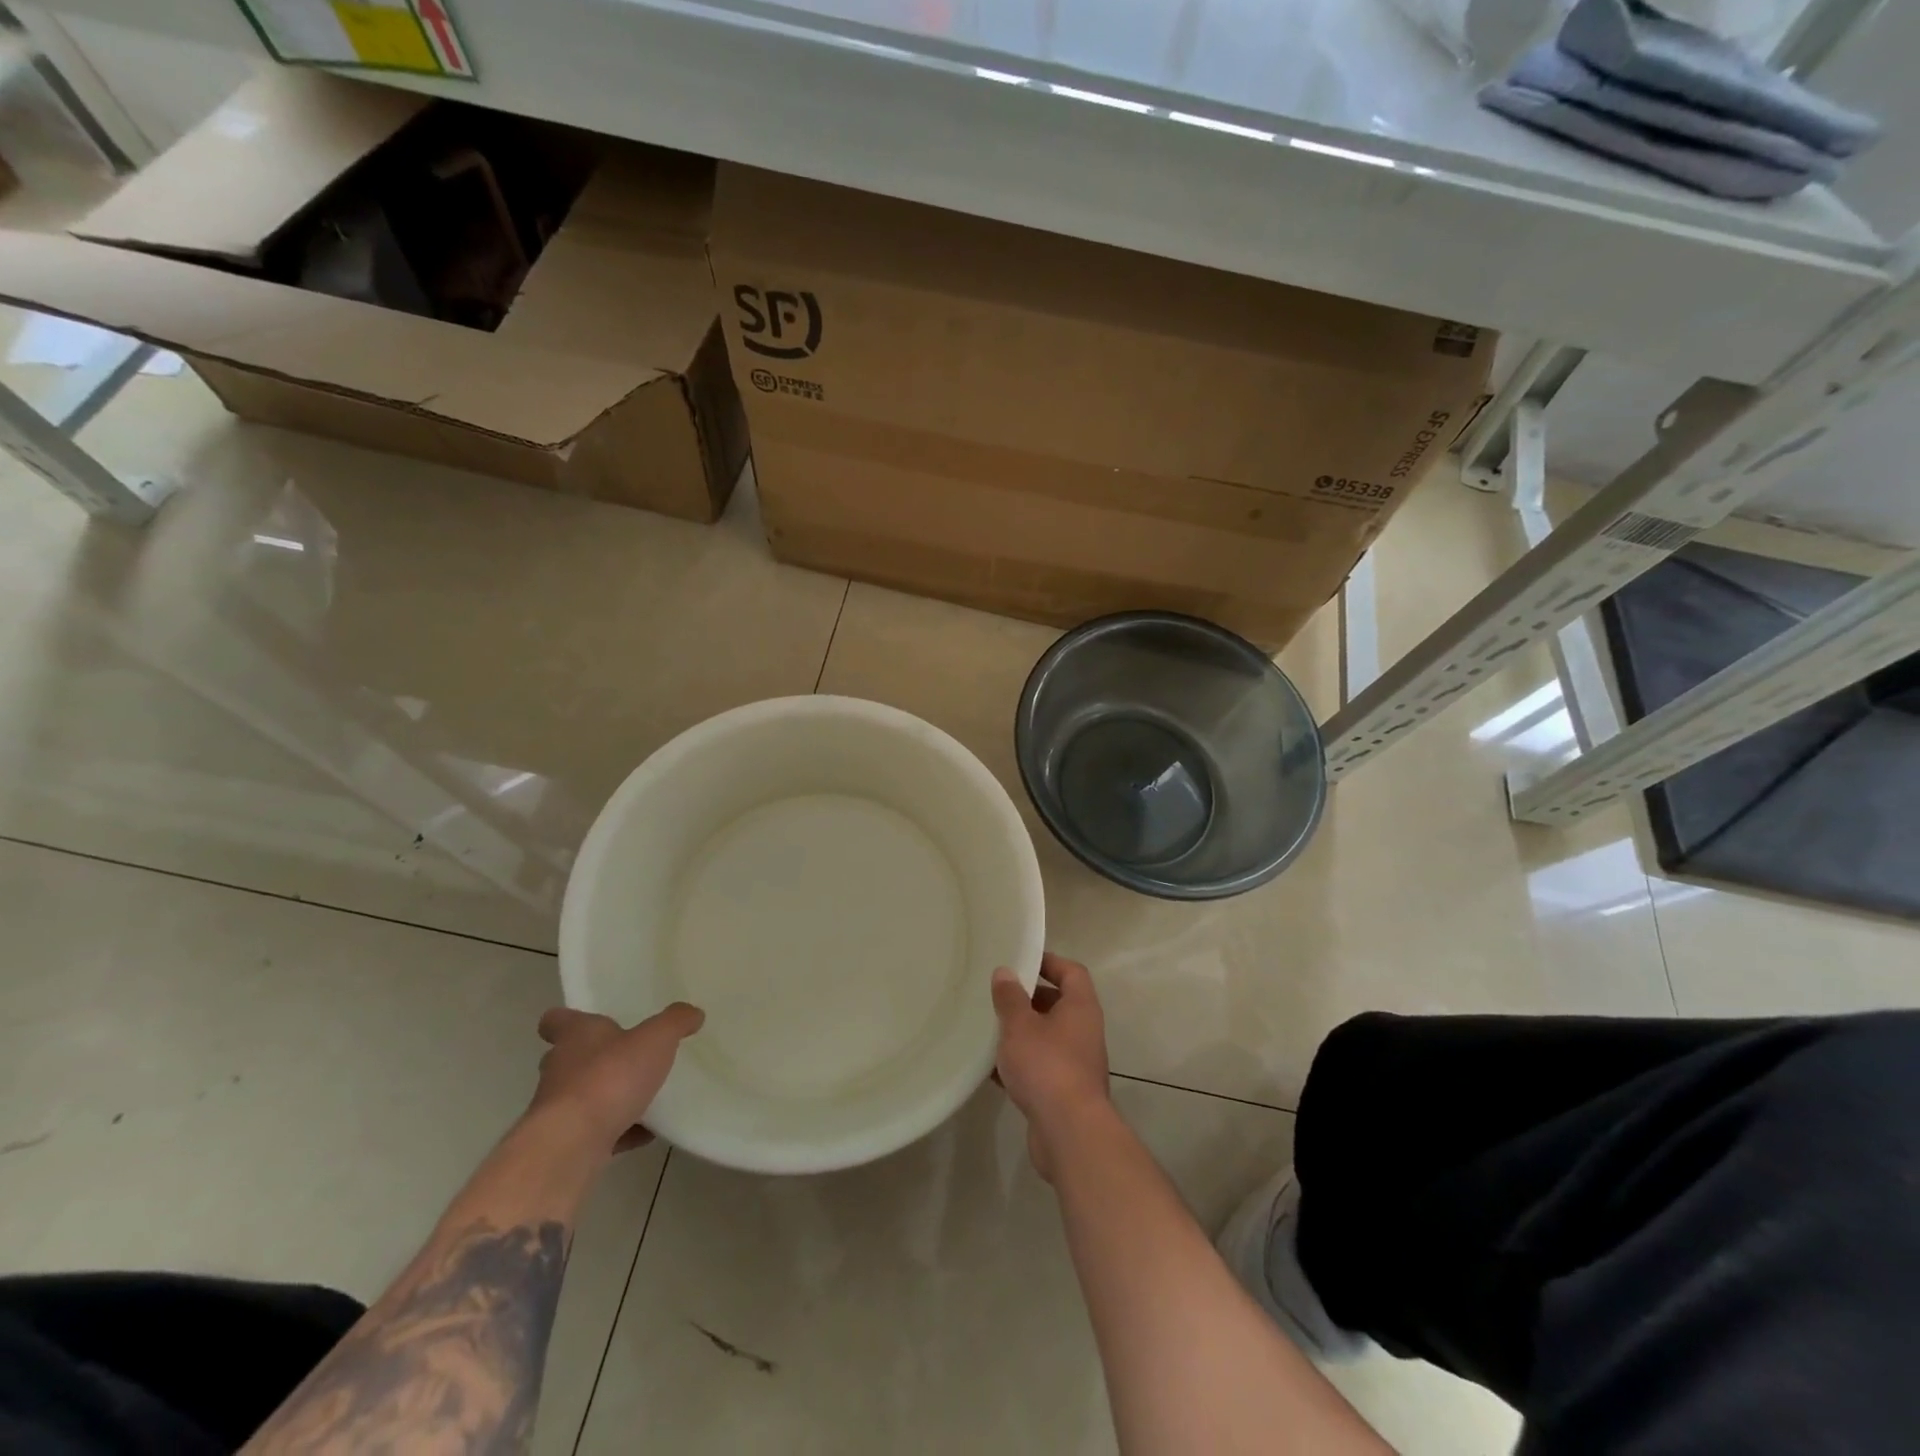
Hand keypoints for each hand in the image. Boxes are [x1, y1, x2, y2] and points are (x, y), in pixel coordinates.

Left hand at [530, 1003, 704, 1154]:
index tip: (588, 1022)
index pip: (556, 1020)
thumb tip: (693, 1012)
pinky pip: (596, 1131)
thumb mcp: (656, 1038)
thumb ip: (676, 1022)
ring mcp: (559, 1110)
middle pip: (570, 1058)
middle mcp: (560, 1069)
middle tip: (628, 1057)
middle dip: (596, 1059)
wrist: (572, 1145)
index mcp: (576, 1036)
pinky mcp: (567, 1143)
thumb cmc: (610, 1077)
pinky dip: (619, 1131)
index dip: (568, 1019)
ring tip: (645, 1096)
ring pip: (583, 1096)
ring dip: (608, 1096)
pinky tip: (646, 1132)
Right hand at [991, 953, 1110, 1179]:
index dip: (1049, 962)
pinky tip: (992, 1070)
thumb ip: (1010, 998)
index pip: (1072, 972)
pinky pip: (1041, 1068)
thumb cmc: (1046, 1066)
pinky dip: (1020, 1065)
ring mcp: (1077, 1064)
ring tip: (990, 1030)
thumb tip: (1004, 972)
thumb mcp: (1020, 1025)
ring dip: (1022, 1034)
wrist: (1069, 1132)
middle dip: (1029, 999)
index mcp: (1081, 1008)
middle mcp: (1084, 1032)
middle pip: (1058, 1004)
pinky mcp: (1065, 1092)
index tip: (1022, 960)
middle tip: (998, 995)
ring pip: (1047, 1038)